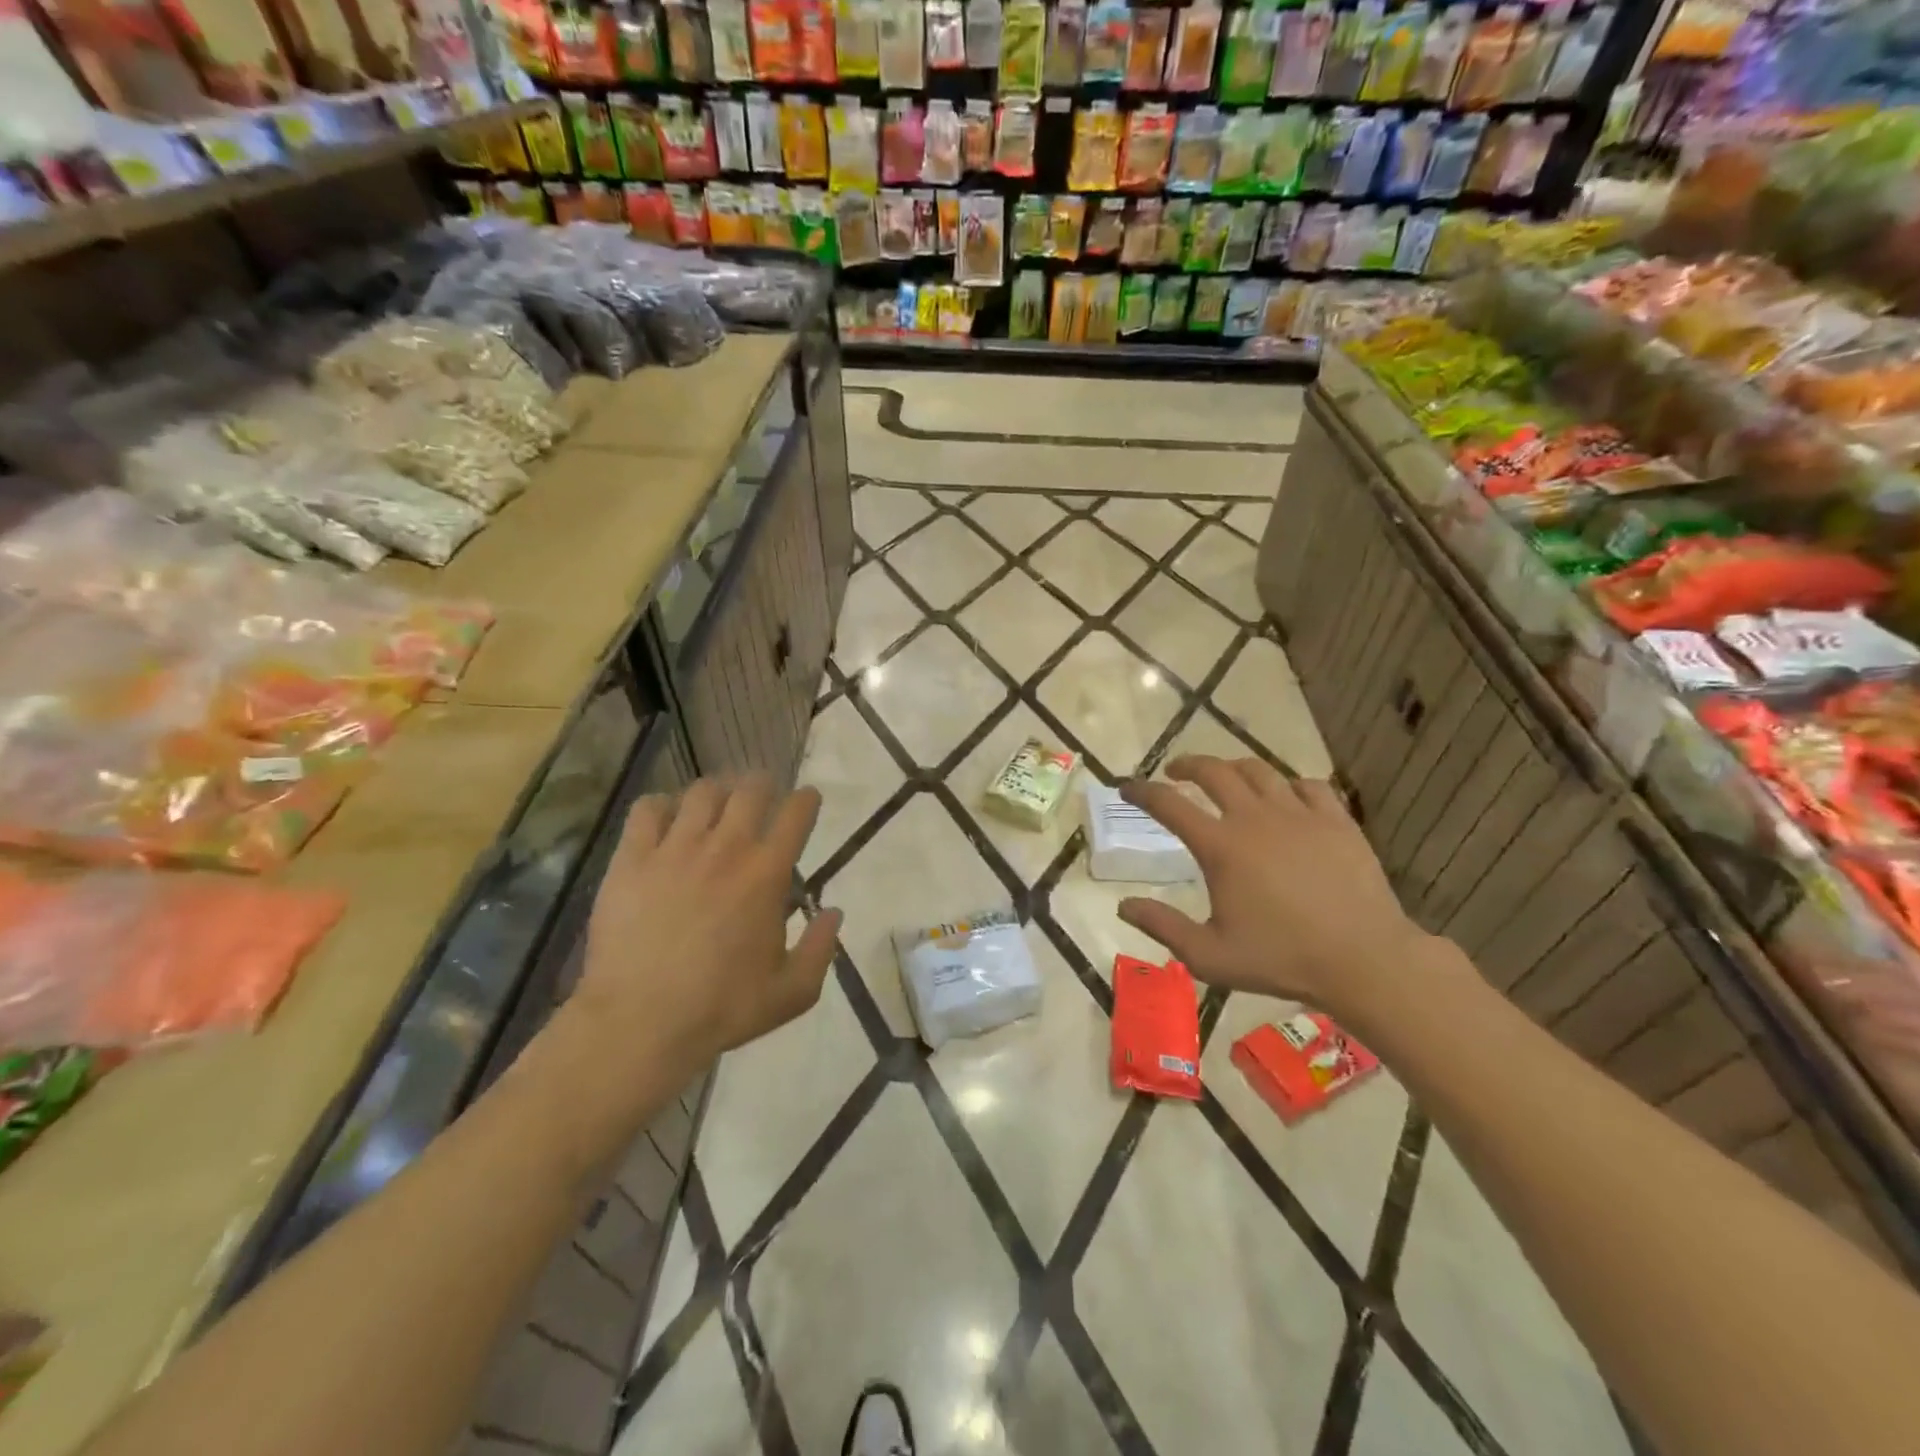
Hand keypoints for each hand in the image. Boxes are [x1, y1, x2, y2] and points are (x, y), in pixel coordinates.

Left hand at [573, 776, 841, 1073]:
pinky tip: (664, 819)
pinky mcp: (632, 860)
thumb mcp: (793, 992)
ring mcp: (674, 849)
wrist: (641, 1022)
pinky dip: (661, 806)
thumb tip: (834, 912)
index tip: (807, 799)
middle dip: (763, 785)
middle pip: (749, 789)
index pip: (796, 814)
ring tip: (715, 804)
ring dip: (716, 792)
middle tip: (762, 796)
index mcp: (766, 873)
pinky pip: (647, 810)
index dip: (806, 800)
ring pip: (701, 792)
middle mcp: (725, 848)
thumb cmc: (723, 1008)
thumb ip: (821, 948)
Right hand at [1117, 756, 1424, 1019]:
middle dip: (1187, 765)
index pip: (1169, 804)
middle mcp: (1255, 818)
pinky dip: (1288, 784)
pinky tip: (1286, 796)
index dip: (1142, 791)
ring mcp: (1300, 814)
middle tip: (1175, 771)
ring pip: (1259, 771)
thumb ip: (1163, 927)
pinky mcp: (1336, 820)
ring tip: (1225, 776)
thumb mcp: (1209, 956)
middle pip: (1214, 771)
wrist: (1364, 960)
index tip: (1127, 786)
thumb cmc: (1281, 959)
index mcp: (1220, 846)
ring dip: (1233, 768)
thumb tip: (1123, 905)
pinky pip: (1308, 785)